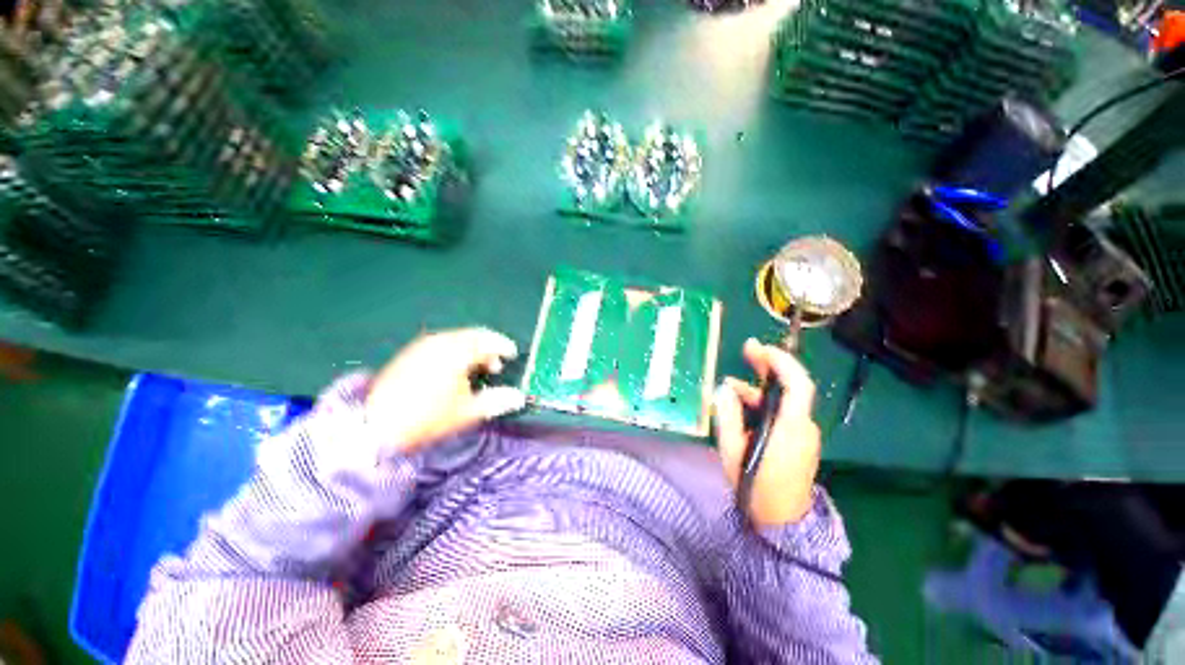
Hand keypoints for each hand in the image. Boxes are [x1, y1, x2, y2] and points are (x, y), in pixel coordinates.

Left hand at [365, 328, 526, 453]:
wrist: (375, 426)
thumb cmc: (428, 418)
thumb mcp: (467, 412)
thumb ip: (496, 401)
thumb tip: (519, 397)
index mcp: (457, 352)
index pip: (488, 340)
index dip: (504, 346)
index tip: (512, 355)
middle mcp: (440, 342)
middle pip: (473, 336)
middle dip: (489, 348)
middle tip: (496, 367)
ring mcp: (422, 346)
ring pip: (456, 339)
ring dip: (472, 349)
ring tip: (476, 370)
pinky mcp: (410, 353)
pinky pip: (441, 344)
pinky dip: (455, 351)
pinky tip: (453, 370)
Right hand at [714, 338, 820, 526]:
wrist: (782, 523)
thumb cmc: (756, 486)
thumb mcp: (733, 449)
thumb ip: (727, 416)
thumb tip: (724, 388)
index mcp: (790, 427)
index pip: (797, 384)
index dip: (781, 362)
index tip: (760, 349)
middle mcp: (802, 426)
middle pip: (791, 387)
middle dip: (770, 365)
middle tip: (748, 349)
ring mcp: (802, 434)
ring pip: (782, 401)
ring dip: (757, 389)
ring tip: (729, 386)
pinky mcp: (797, 441)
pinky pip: (781, 413)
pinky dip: (761, 404)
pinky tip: (740, 406)